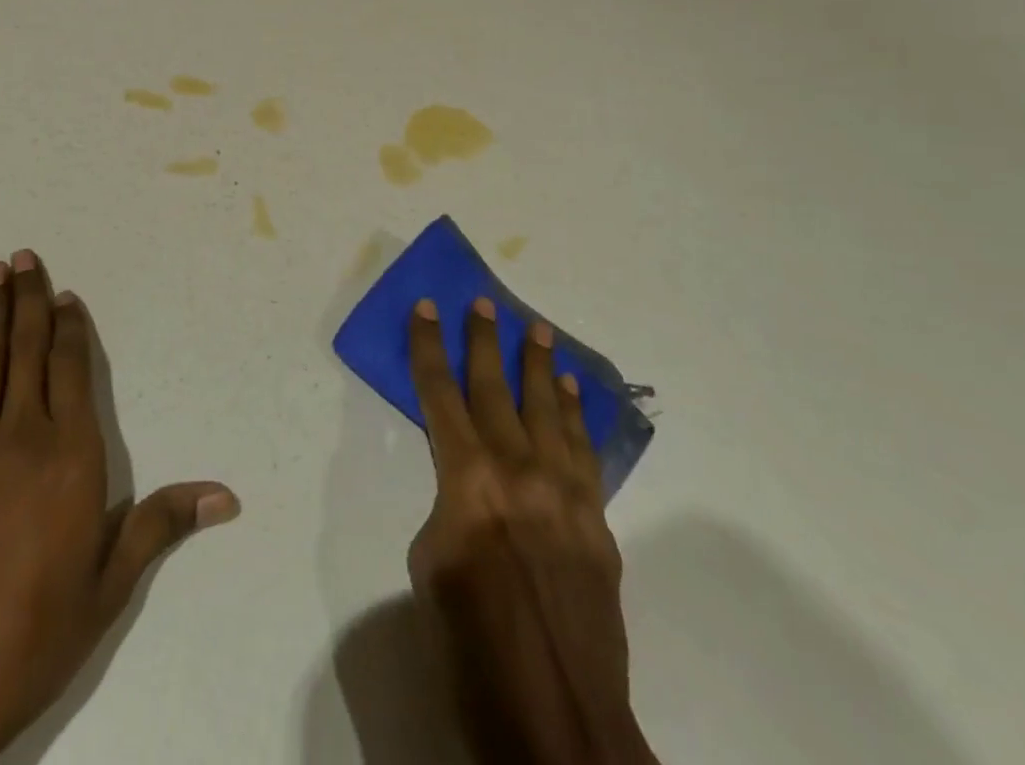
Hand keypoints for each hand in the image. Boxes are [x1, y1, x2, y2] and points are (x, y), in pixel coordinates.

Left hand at [0, 249, 239, 764]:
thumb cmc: (29, 636)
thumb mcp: (107, 587)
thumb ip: (160, 524)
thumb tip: (227, 495)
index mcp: (69, 456)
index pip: (71, 370)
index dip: (69, 328)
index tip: (65, 294)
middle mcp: (18, 436)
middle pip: (24, 350)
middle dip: (26, 299)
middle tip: (22, 256)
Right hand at [407, 297, 656, 764]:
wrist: (558, 721)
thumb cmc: (472, 648)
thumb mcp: (430, 568)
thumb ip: (449, 509)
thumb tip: (470, 494)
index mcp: (467, 482)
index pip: (439, 395)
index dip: (430, 347)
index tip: (427, 306)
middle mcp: (518, 472)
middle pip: (496, 389)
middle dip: (485, 340)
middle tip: (483, 302)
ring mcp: (565, 493)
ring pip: (548, 410)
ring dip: (539, 366)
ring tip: (537, 328)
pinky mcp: (596, 521)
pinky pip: (585, 451)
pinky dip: (577, 415)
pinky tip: (572, 391)